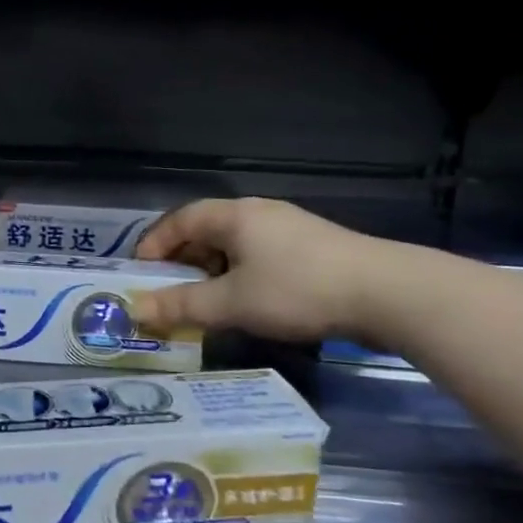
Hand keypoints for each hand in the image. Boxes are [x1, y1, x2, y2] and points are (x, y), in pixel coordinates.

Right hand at [132, 198, 384, 343]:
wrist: (387, 293)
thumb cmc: (297, 290)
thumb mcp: (231, 303)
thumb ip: (180, 305)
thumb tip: (134, 309)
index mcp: (235, 216)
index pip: (179, 220)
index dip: (154, 245)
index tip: (140, 276)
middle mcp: (259, 213)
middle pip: (206, 231)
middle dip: (181, 263)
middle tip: (169, 294)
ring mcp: (289, 229)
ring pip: (234, 246)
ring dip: (211, 273)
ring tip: (205, 304)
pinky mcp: (312, 249)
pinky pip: (259, 257)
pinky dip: (240, 276)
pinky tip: (248, 303)